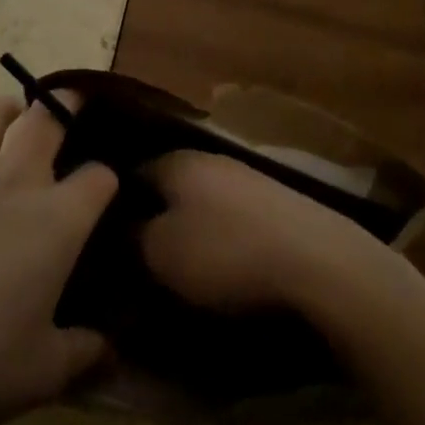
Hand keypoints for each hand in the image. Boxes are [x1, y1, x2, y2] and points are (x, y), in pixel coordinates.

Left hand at [0, 95, 115, 424]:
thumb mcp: (43, 373)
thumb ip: (85, 353)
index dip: (107, 180)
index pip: (98, 178)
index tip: (105, 192)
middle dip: (67, 103)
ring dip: (5, 109)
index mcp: (58, 220)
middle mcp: (15, 181)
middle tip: (72, 102)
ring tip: (11, 115)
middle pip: (48, 120)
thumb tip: (112, 350)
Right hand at [138, 150, 399, 315]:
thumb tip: (122, 229)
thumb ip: (132, 238)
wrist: (318, 261)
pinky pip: (233, 216)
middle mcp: (210, 158)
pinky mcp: (276, 202)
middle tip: (141, 255)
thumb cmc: (226, 253)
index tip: (106, 235)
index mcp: (176, 162)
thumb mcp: (161, 254)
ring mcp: (247, 177)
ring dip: (191, 227)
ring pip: (202, 200)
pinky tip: (226, 264)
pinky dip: (224, 236)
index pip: (132, 173)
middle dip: (155, 215)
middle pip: (170, 185)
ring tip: (183, 266)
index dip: (116, 204)